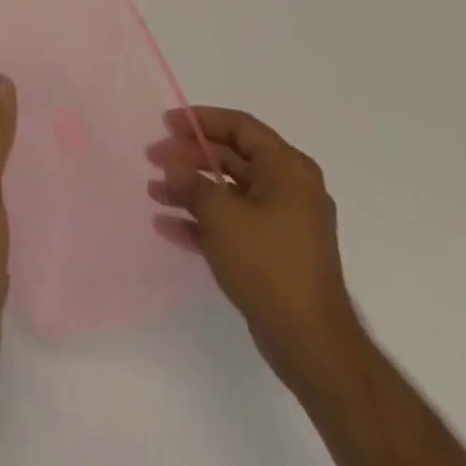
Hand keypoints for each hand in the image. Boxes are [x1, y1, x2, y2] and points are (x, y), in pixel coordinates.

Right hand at [148, 106, 363, 388]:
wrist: (312, 345)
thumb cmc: (268, 264)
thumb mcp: (221, 214)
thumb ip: (191, 183)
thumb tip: (172, 168)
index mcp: (287, 168)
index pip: (239, 126)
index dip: (200, 120)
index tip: (165, 124)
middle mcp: (289, 188)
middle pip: (231, 157)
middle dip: (189, 157)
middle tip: (153, 158)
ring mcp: (283, 223)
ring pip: (229, 192)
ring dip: (191, 190)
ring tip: (154, 192)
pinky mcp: (274, 253)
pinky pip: (234, 224)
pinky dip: (203, 221)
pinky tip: (169, 227)